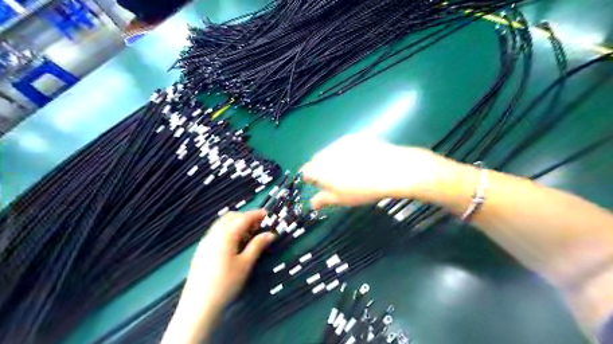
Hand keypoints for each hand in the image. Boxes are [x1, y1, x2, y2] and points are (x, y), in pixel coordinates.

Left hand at [161, 209, 274, 343]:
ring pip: (222, 223)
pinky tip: (234, 244)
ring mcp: (206, 241)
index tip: (267, 214)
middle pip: (231, 217)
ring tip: (247, 236)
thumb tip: (270, 234)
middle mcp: (214, 234)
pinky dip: (228, 230)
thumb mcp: (245, 264)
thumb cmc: (226, 283)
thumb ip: (257, 245)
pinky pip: (216, 231)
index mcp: (226, 235)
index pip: (243, 218)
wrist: (199, 304)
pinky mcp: (201, 249)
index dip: (256, 214)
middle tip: (258, 226)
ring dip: (236, 223)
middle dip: (245, 217)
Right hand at [301, 134, 447, 208]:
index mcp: (319, 169)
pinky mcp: (354, 138)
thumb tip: (311, 204)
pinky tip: (359, 160)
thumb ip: (323, 200)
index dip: (310, 179)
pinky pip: (343, 146)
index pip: (305, 172)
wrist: (390, 170)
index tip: (319, 185)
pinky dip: (345, 153)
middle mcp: (326, 153)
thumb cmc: (362, 189)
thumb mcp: (341, 199)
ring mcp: (340, 143)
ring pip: (329, 152)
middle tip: (335, 179)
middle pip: (316, 160)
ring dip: (332, 160)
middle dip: (320, 169)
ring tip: (348, 169)